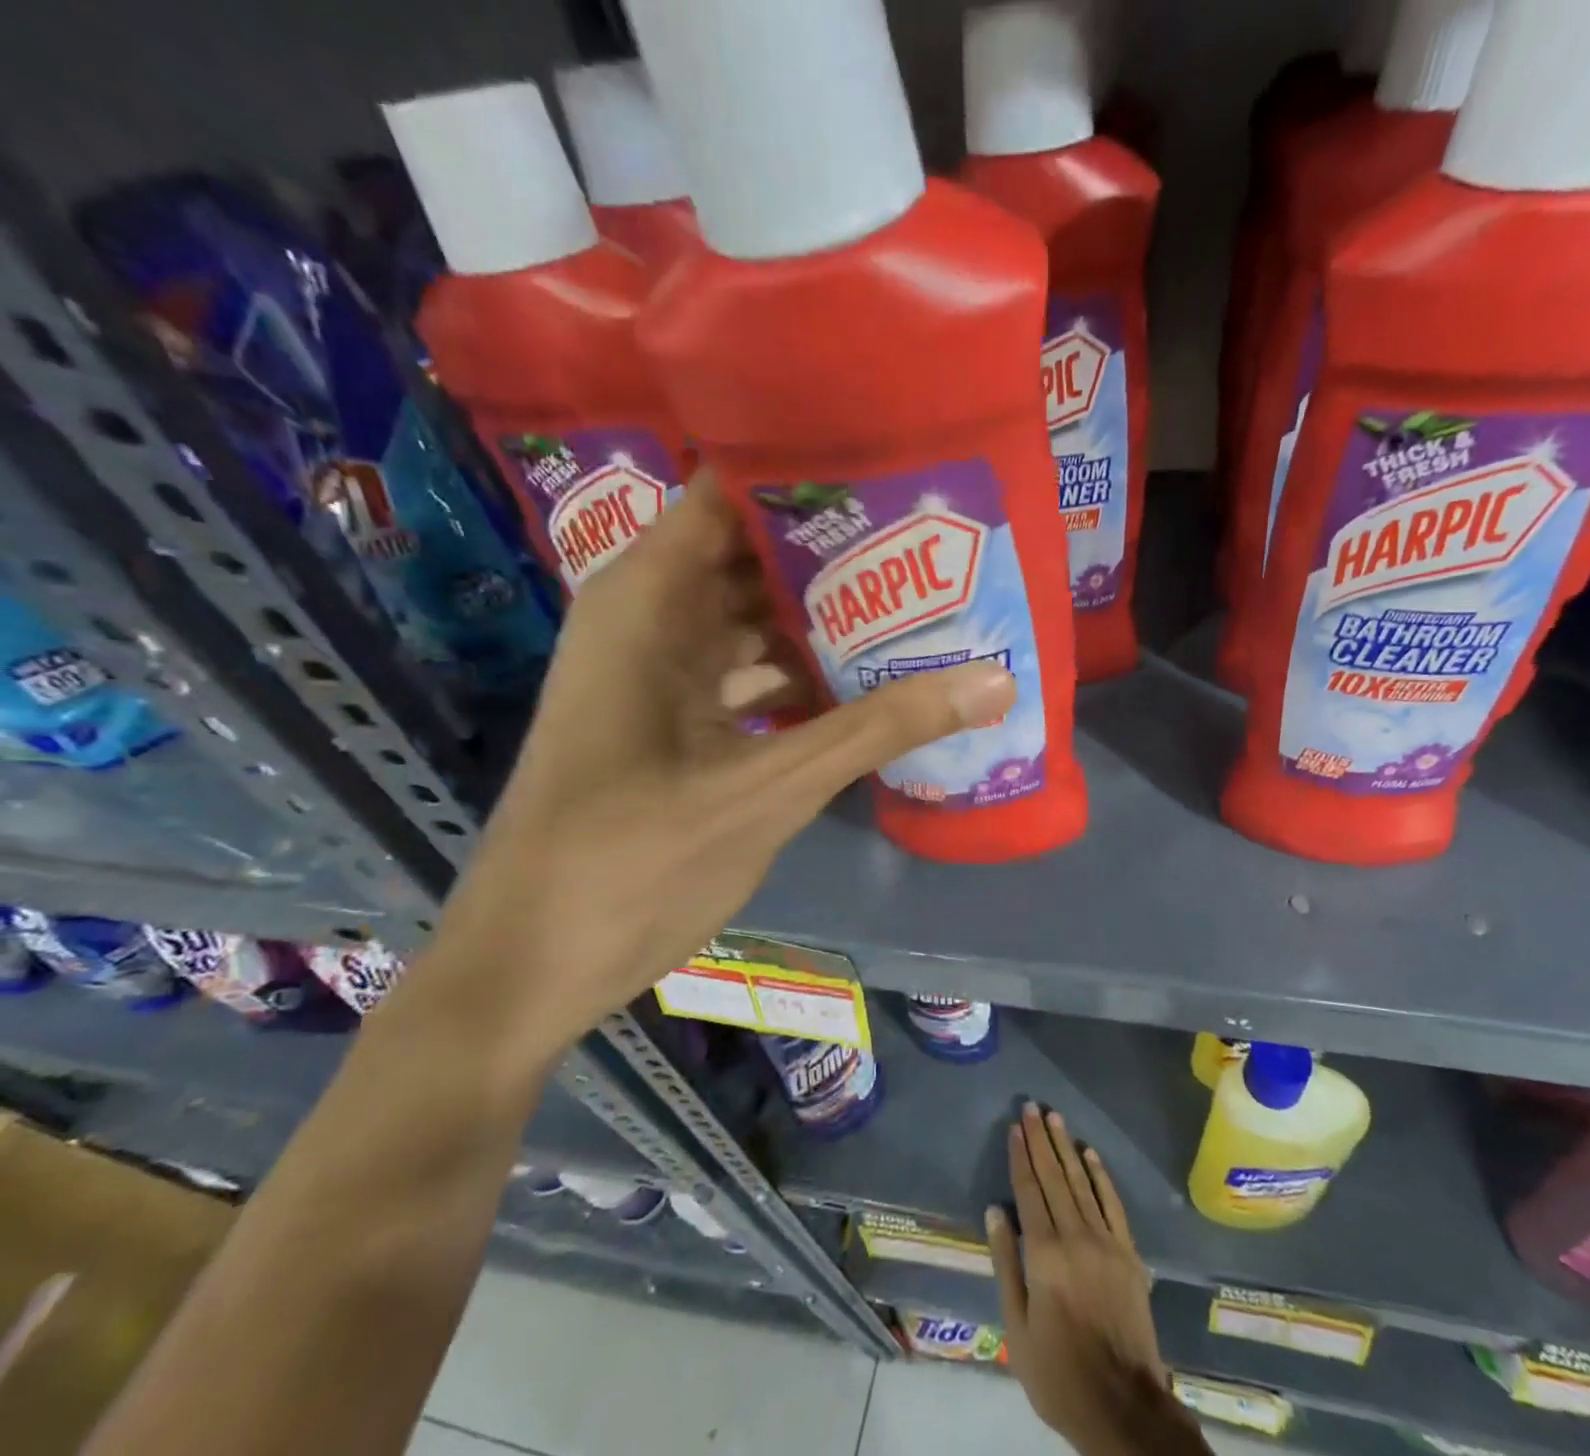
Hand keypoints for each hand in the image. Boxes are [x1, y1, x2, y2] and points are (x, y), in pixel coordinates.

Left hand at [387, 474, 1016, 1067]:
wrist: (530, 966)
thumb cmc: (630, 863)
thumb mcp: (768, 790)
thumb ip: (878, 729)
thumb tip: (995, 681)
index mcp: (649, 599)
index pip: (733, 493)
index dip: (812, 474)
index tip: (899, 473)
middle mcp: (650, 617)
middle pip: (755, 555)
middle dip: (841, 553)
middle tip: (937, 545)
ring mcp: (660, 672)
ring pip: (755, 619)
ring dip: (827, 620)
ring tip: (922, 605)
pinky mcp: (673, 721)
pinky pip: (748, 673)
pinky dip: (802, 675)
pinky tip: (871, 684)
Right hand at [987, 1105, 1202, 1455]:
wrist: (1123, 1406)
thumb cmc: (1059, 1373)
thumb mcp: (1017, 1328)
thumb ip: (1006, 1264)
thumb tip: (995, 1211)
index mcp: (1044, 1255)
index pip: (1029, 1191)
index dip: (1020, 1157)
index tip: (1015, 1127)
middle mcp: (1076, 1237)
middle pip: (1054, 1177)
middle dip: (1041, 1140)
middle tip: (1032, 1107)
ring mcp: (1106, 1242)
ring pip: (1082, 1183)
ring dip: (1067, 1148)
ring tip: (1055, 1118)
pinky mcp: (1129, 1254)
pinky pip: (1112, 1204)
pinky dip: (1100, 1176)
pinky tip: (1090, 1154)